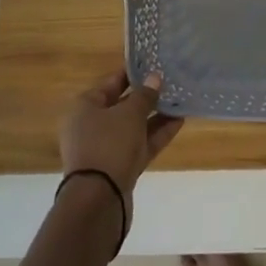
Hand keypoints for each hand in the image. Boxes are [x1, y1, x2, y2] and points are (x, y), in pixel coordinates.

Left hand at [58, 70, 182, 224]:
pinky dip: (157, 134)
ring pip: (134, 126)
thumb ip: (144, 95)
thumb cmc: (109, 145)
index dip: (134, 73)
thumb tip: (155, 78)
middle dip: (147, 96)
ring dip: (156, 115)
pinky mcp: (119, 166)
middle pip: (123, 105)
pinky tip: (179, 121)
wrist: (99, 200)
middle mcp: (92, 125)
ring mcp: (106, 148)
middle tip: (172, 82)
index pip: (111, 82)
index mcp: (85, 107)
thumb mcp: (129, 114)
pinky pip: (140, 144)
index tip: (155, 64)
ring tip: (181, 100)